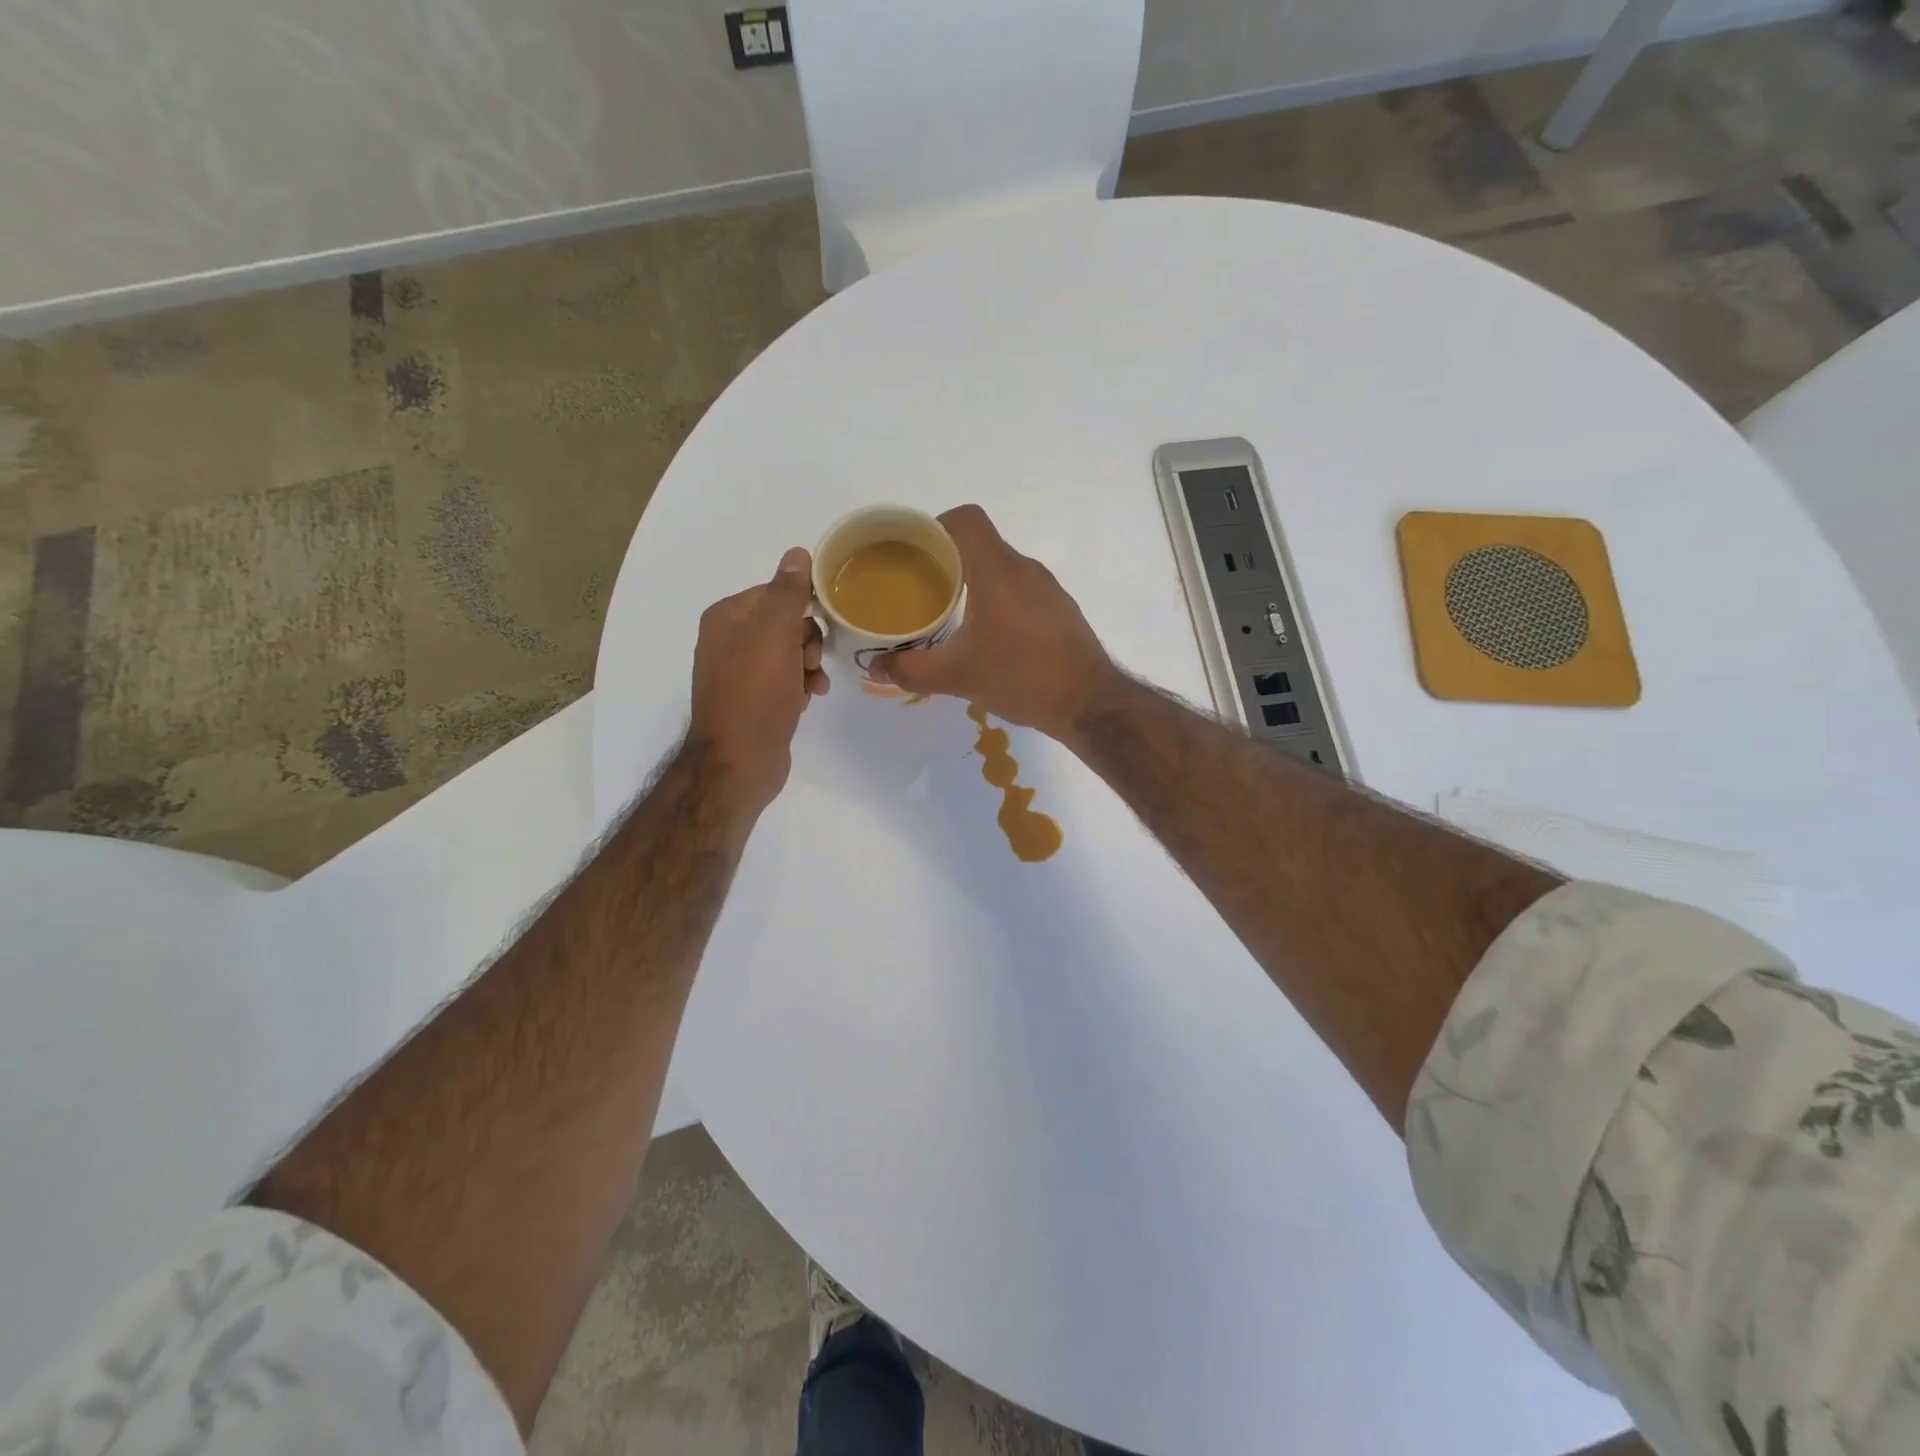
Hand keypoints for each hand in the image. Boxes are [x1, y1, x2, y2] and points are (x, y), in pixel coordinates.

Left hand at [688, 547, 828, 815]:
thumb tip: (798, 553)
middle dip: (808, 641)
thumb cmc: (756, 692)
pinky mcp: (753, 702)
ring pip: (789, 654)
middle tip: (812, 662)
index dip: (804, 609)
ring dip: (809, 666)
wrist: (739, 760)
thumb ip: (788, 591)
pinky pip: (785, 681)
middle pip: (784, 624)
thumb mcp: (775, 633)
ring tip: (814, 686)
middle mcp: (728, 641)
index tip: (823, 627)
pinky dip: (800, 686)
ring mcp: (739, 674)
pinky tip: (808, 700)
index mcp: (726, 617)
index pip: (775, 593)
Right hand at [872, 505, 1118, 738]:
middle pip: (981, 545)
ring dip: (974, 583)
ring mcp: (1048, 590)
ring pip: (1002, 570)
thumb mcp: (957, 676)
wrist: (1088, 703)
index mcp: (998, 570)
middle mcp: (1025, 569)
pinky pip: (1022, 592)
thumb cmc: (1021, 676)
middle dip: (947, 561)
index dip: (935, 526)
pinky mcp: (1061, 612)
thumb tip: (876, 668)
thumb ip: (911, 670)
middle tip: (920, 589)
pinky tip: (988, 637)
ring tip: (950, 614)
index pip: (966, 520)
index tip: (914, 552)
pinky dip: (999, 602)